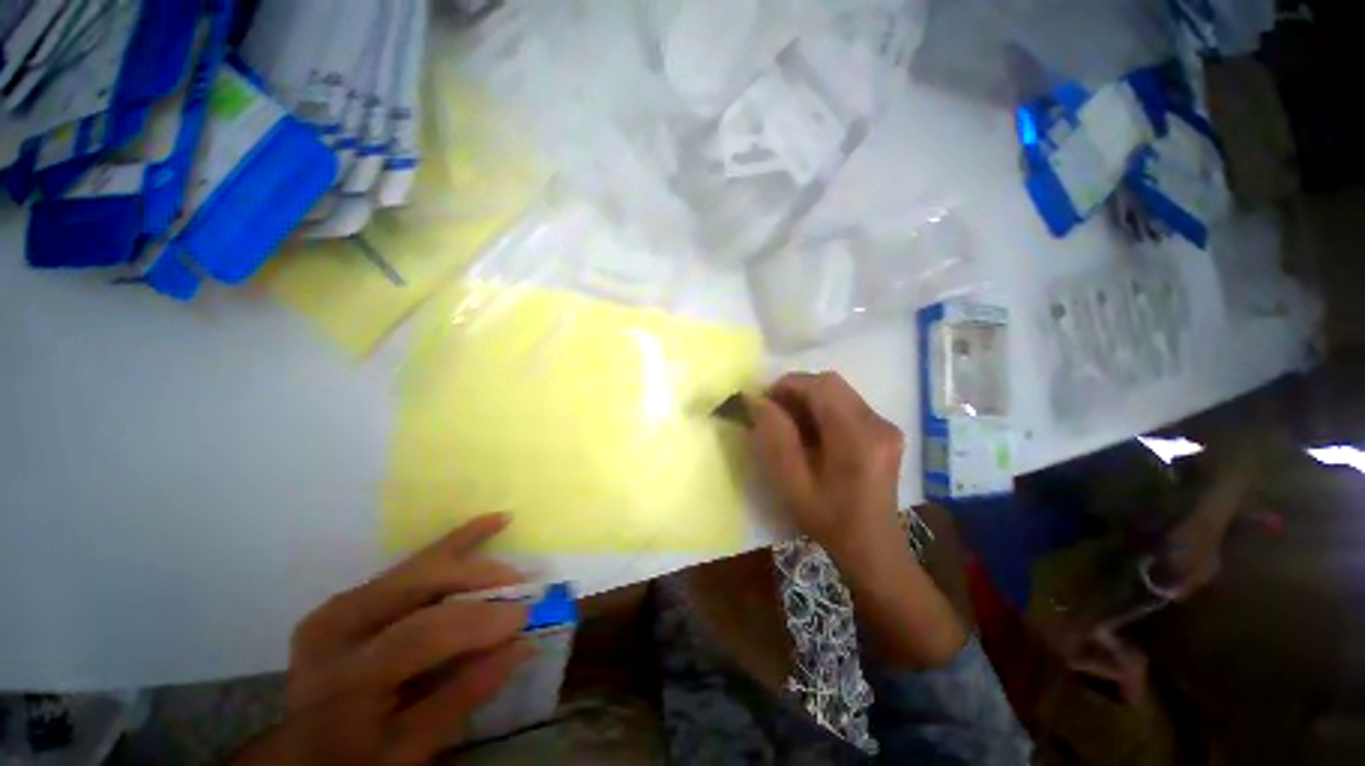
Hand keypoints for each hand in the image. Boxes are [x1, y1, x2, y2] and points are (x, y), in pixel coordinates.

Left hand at [231, 515, 532, 765]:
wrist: (302, 753)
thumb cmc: (357, 759)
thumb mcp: (408, 747)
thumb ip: (465, 694)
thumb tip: (524, 644)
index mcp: (344, 676)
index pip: (420, 635)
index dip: (477, 622)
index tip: (524, 618)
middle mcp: (336, 628)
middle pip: (418, 585)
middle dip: (478, 578)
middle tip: (520, 585)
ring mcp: (340, 605)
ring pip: (418, 564)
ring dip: (472, 552)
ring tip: (509, 550)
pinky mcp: (351, 595)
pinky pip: (411, 562)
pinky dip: (455, 543)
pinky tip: (491, 522)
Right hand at [749, 372, 964, 668]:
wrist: (872, 547)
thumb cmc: (828, 520)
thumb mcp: (792, 482)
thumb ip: (774, 436)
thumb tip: (757, 400)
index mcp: (857, 437)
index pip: (820, 386)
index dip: (787, 385)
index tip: (762, 402)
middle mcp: (878, 423)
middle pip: (831, 383)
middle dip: (796, 390)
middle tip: (773, 413)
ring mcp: (885, 425)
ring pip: (838, 392)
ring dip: (808, 400)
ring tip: (789, 425)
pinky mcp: (884, 430)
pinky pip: (847, 404)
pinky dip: (822, 409)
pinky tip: (811, 434)